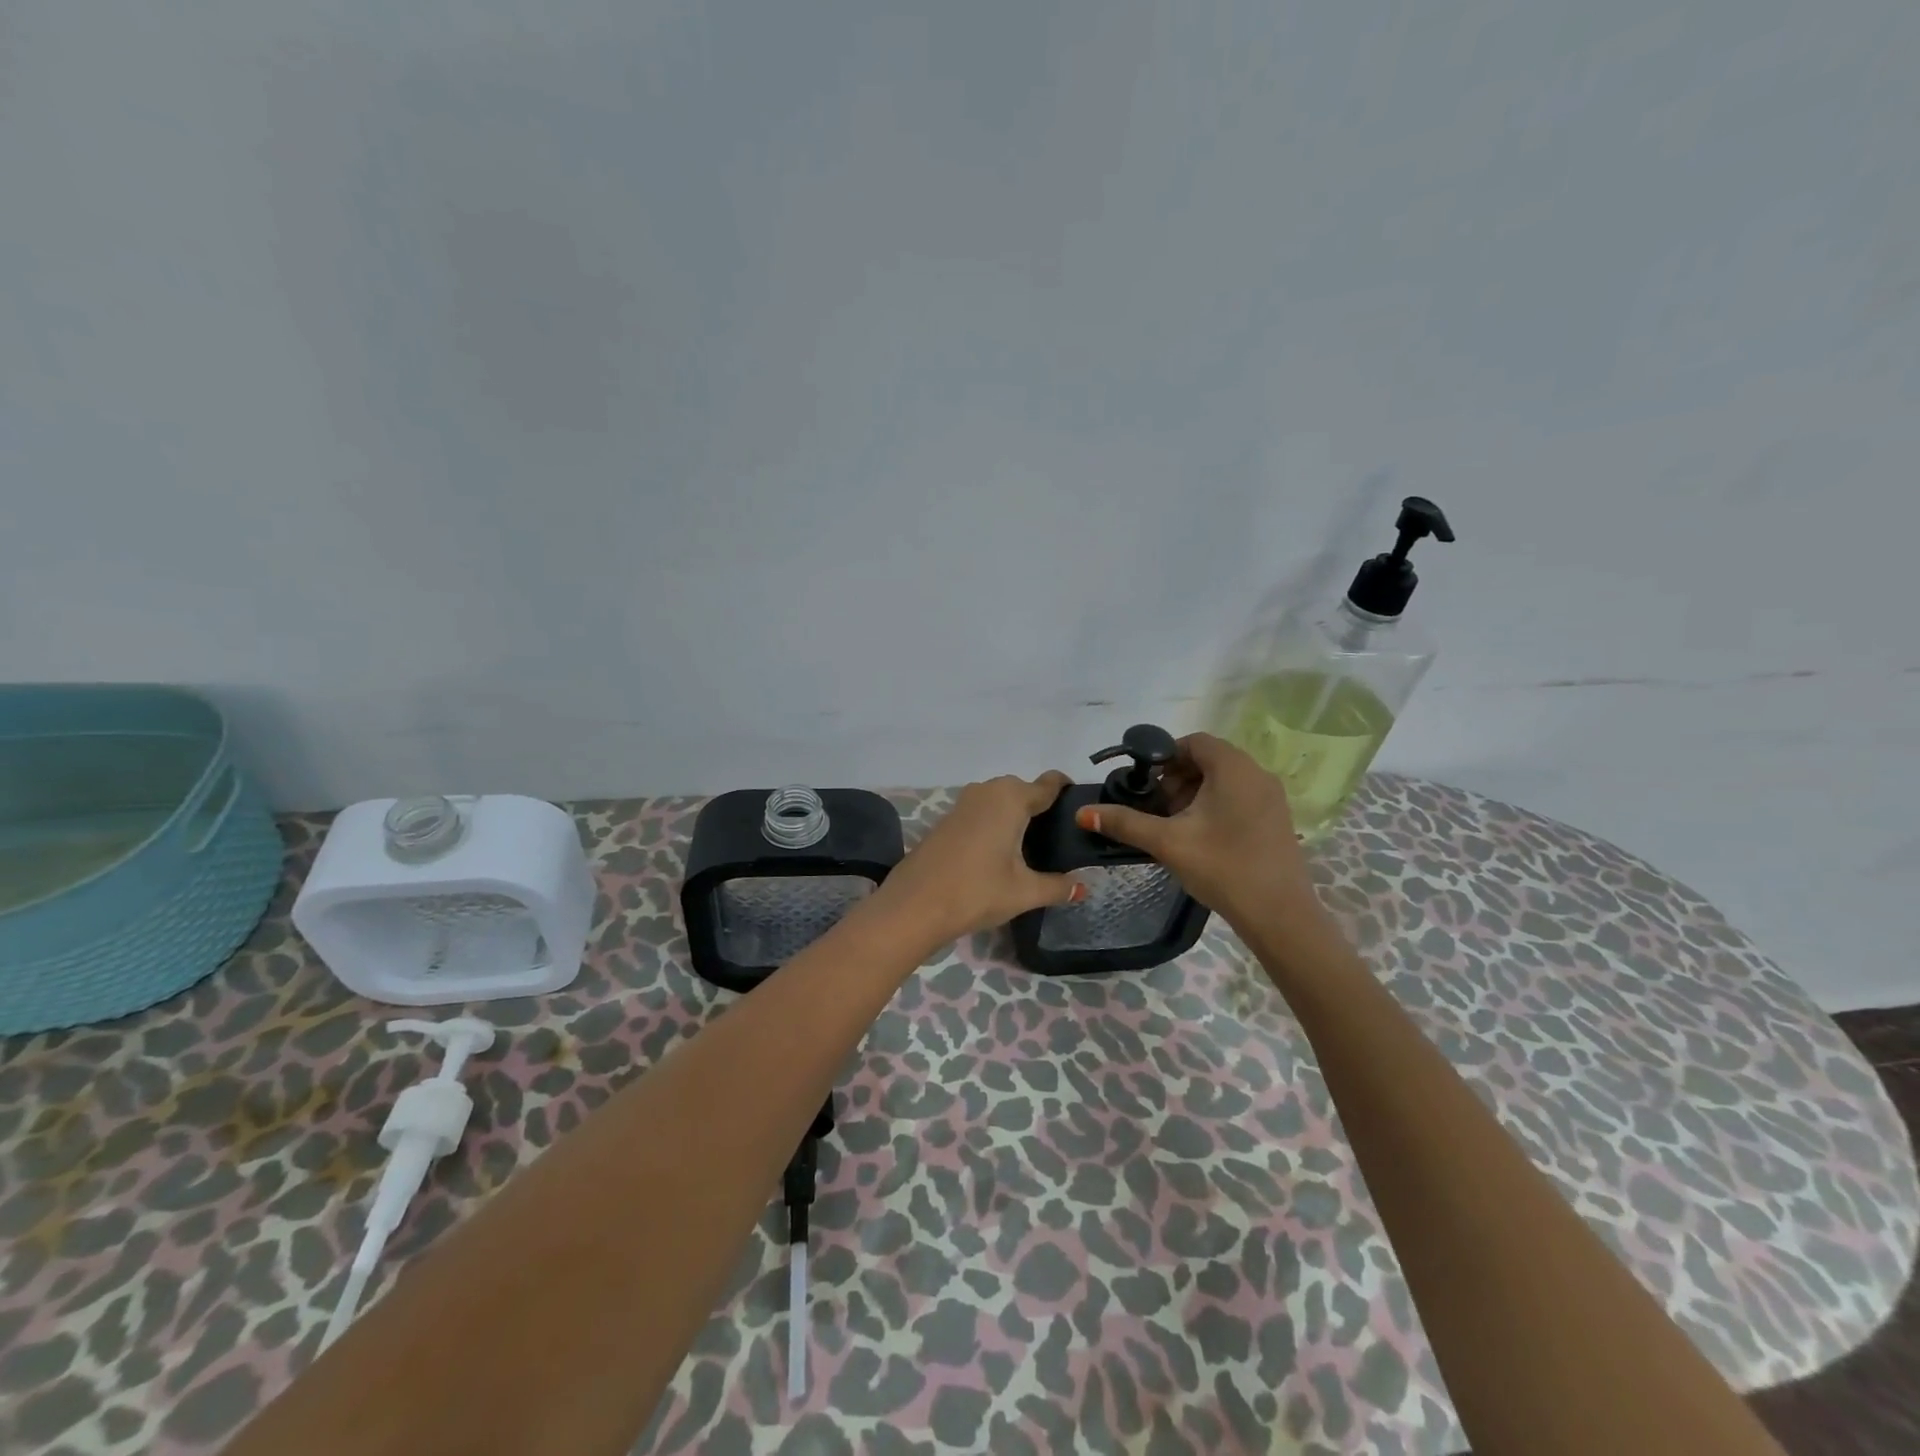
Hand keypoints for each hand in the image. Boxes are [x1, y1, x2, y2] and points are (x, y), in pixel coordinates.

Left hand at [867, 772, 1084, 951]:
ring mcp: (964, 803)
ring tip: (1034, 848)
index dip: (1068, 793)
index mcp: (1011, 799)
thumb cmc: (976, 892)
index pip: (1049, 783)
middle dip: (1043, 808)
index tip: (1082, 814)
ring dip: (1017, 816)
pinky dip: (996, 823)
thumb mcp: (1024, 892)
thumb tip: (1084, 886)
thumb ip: (1058, 886)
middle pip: (1024, 790)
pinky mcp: (948, 818)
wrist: (914, 905)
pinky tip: (1001, 852)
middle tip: (1061, 840)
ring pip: (1001, 800)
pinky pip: (982, 811)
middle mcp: (988, 791)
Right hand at [1072, 732, 1317, 929]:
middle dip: (1177, 777)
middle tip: (1157, 807)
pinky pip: (1239, 797)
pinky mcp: (1276, 819)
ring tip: (1174, 824)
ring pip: (1224, 780)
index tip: (1144, 782)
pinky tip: (1200, 837)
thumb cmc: (1222, 868)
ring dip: (1194, 793)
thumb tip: (1083, 813)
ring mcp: (1271, 798)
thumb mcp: (1167, 842)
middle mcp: (1257, 774)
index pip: (1194, 741)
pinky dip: (1215, 806)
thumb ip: (1125, 823)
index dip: (1164, 755)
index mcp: (1233, 768)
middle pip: (1208, 759)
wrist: (1279, 915)